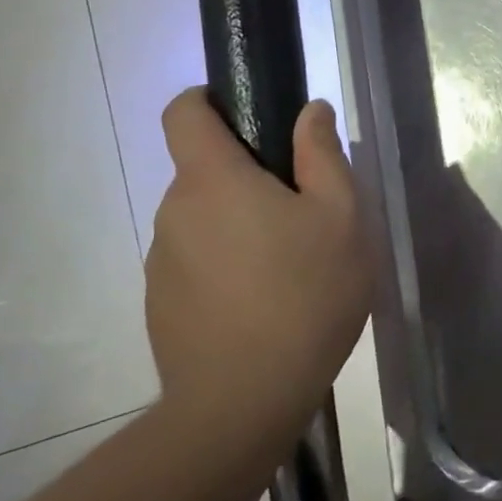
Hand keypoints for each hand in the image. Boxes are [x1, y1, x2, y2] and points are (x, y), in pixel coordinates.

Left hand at [144, 89, 371, 428]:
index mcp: (213, 180)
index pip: (184, 112)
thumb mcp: (341, 218)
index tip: (247, 116)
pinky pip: (195, 263)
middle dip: (247, 178)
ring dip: (238, 227)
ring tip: (288, 268)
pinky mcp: (160, 304)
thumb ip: (322, 155)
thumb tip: (310, 111)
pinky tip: (263, 305)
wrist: (245, 400)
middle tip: (302, 215)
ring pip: (203, 221)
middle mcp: (174, 211)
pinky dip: (225, 267)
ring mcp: (161, 262)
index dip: (208, 100)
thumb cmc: (305, 295)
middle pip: (203, 171)